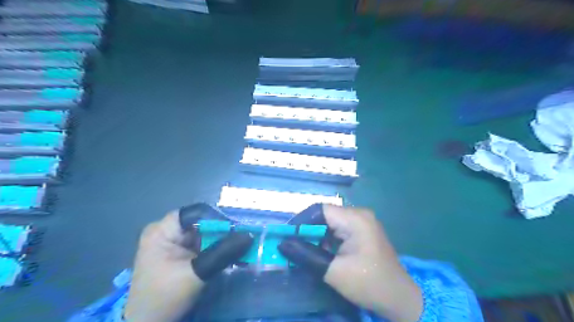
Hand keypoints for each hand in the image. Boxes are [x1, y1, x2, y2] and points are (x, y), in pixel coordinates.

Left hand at [124, 203, 251, 320]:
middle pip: (201, 222)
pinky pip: (201, 244)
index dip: (216, 218)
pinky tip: (228, 256)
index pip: (196, 212)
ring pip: (203, 233)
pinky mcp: (178, 253)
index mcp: (162, 230)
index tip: (235, 231)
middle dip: (222, 232)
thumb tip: (250, 235)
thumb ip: (222, 252)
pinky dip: (215, 250)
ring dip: (221, 242)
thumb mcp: (196, 273)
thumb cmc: (165, 297)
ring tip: (239, 249)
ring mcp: (172, 242)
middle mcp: (166, 231)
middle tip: (241, 241)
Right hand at [280, 205, 423, 321]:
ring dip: (316, 235)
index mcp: (355, 218)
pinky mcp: (362, 231)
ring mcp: (362, 222)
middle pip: (325, 215)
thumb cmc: (368, 283)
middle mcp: (359, 214)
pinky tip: (321, 252)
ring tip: (304, 250)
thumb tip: (282, 244)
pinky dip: (327, 239)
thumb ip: (306, 255)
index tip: (287, 236)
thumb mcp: (333, 271)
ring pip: (330, 222)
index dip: (301, 221)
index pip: (320, 210)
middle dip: (308, 230)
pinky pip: (339, 229)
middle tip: (293, 245)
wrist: (399, 299)